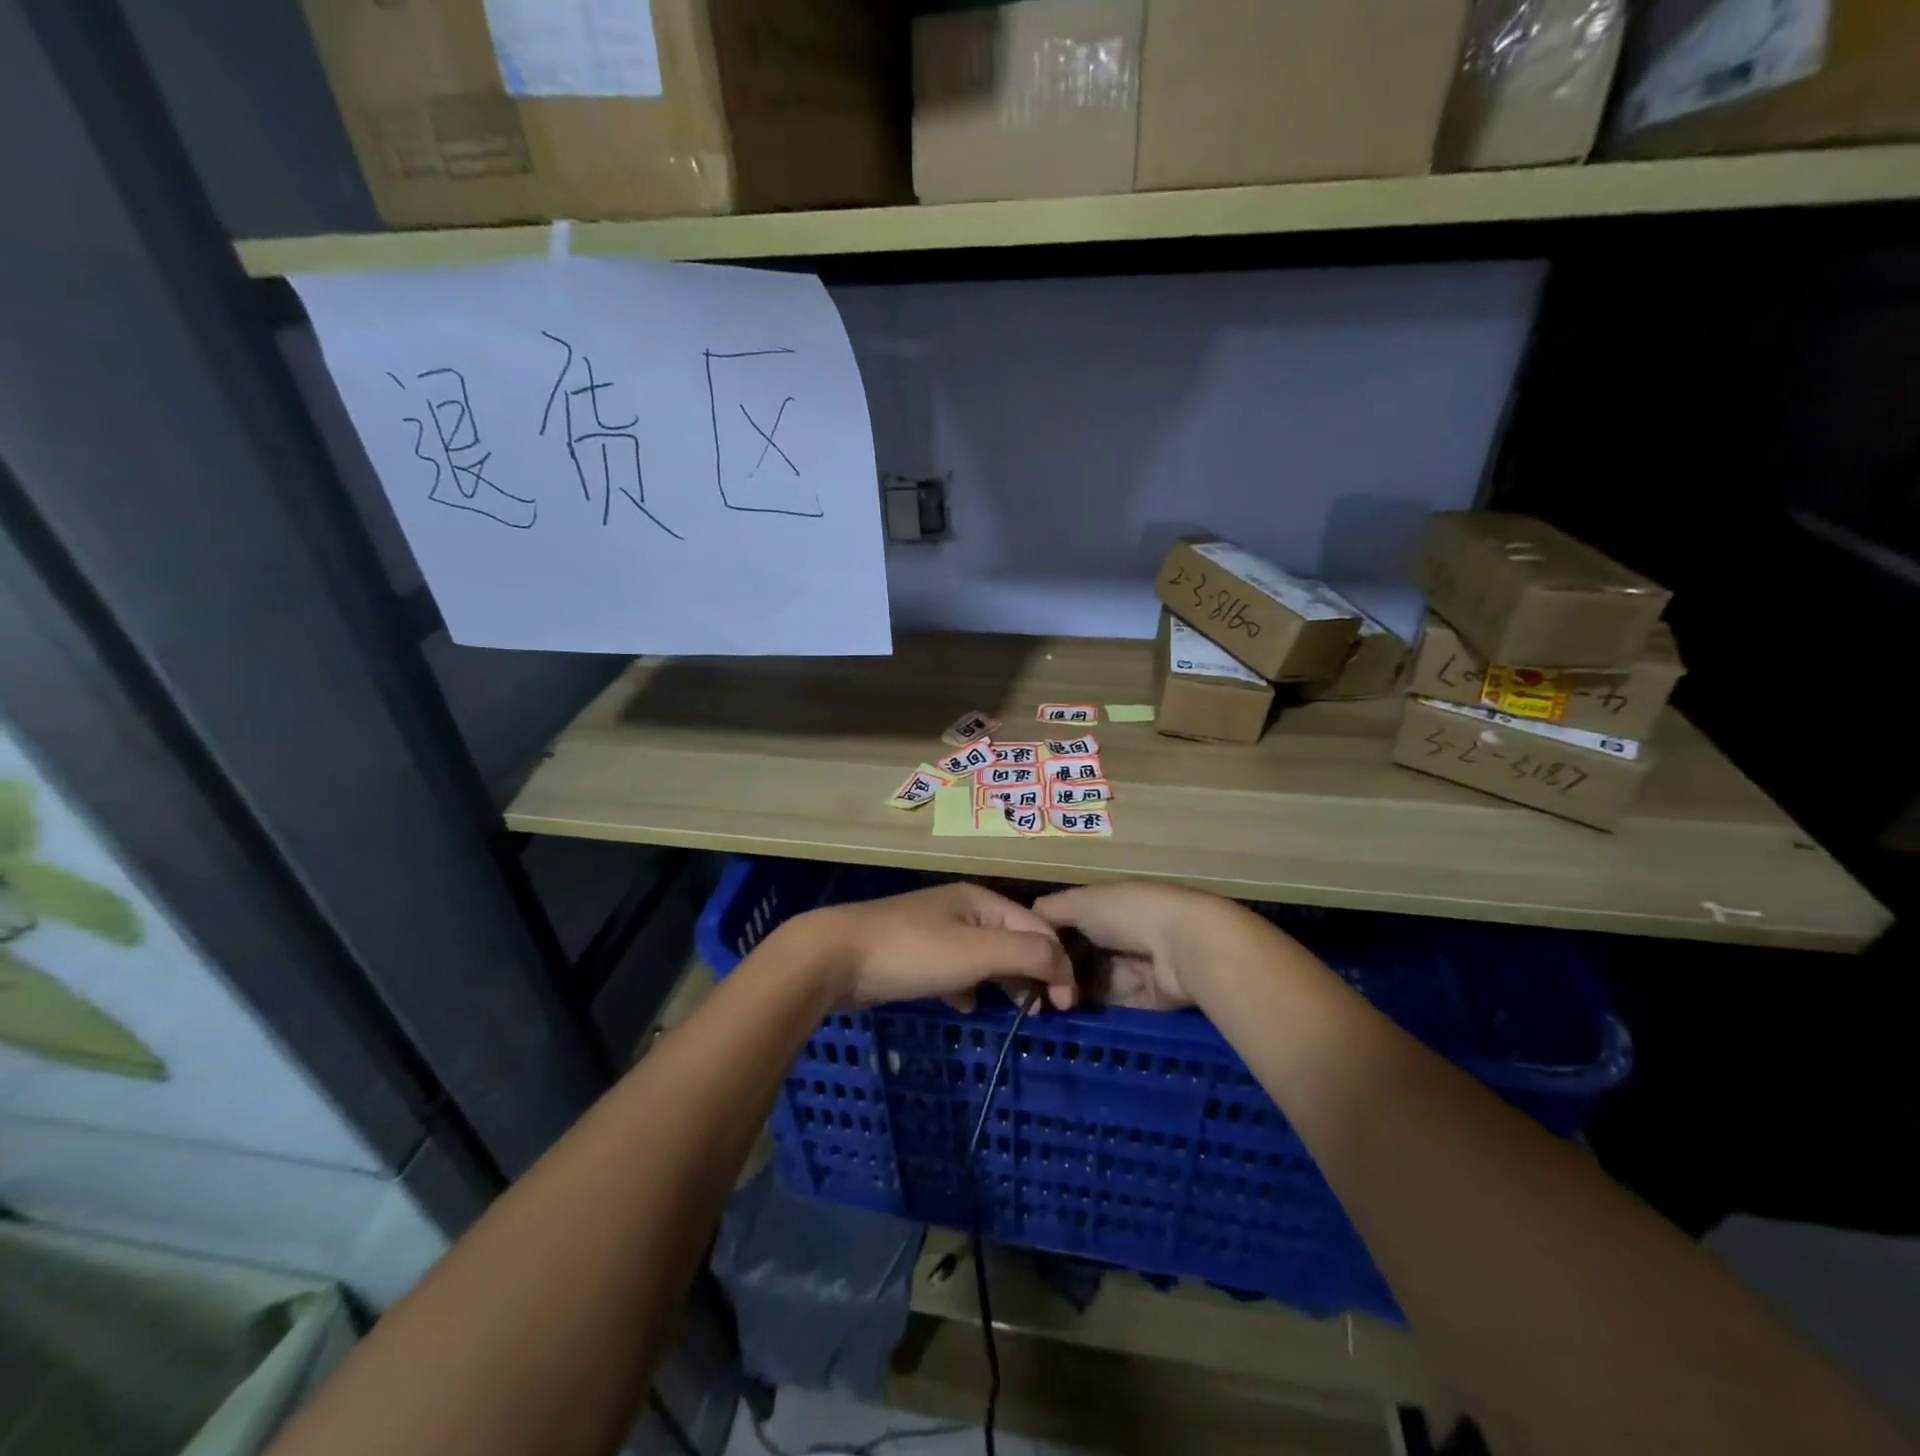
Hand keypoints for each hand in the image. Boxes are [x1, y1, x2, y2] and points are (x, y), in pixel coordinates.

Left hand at [794, 883, 1074, 1011]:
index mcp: (981, 900)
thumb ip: (1027, 954)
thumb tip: (1064, 967)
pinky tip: (965, 1006)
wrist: (834, 956)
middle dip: (1033, 973)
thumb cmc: (912, 952)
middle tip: (1042, 1013)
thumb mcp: (977, 951)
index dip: (1058, 963)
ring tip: (1014, 1011)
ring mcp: (936, 931)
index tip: (1067, 1006)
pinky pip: (956, 969)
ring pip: (985, 956)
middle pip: (1014, 939)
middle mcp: (962, 909)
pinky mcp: (915, 954)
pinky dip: (968, 987)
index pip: (1038, 927)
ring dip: (1004, 981)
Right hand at [1033, 881, 1262, 1010]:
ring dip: (1069, 994)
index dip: (1043, 940)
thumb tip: (1024, 922)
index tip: (1020, 958)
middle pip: (1077, 956)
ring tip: (1040, 1008)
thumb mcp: (1080, 902)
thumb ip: (1048, 911)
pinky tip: (1064, 1018)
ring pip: (1090, 983)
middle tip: (1027, 991)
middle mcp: (1118, 934)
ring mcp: (1131, 968)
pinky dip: (1089, 1011)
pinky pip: (1109, 1006)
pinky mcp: (1143, 1000)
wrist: (1184, 947)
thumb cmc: (1128, 913)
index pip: (1066, 923)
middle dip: (1055, 972)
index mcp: (1105, 906)